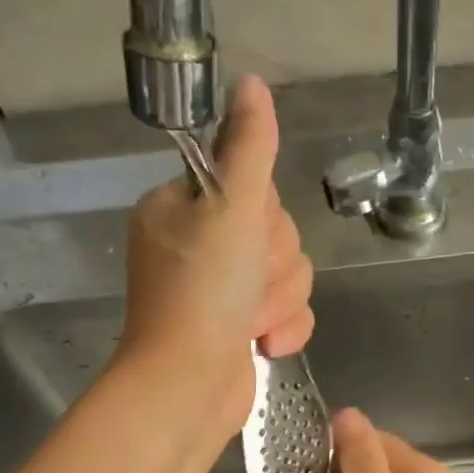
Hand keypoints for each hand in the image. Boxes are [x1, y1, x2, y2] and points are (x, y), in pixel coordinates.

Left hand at [117, 75, 314, 434]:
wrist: (189, 388)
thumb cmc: (203, 295)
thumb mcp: (229, 210)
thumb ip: (248, 149)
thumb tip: (252, 84)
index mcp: (183, 209)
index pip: (253, 187)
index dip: (263, 216)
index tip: (245, 239)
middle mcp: (201, 245)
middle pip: (277, 233)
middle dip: (273, 268)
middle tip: (244, 288)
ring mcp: (222, 290)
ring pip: (289, 274)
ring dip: (279, 302)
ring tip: (250, 325)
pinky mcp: (242, 328)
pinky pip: (289, 311)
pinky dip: (283, 329)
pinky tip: (263, 346)